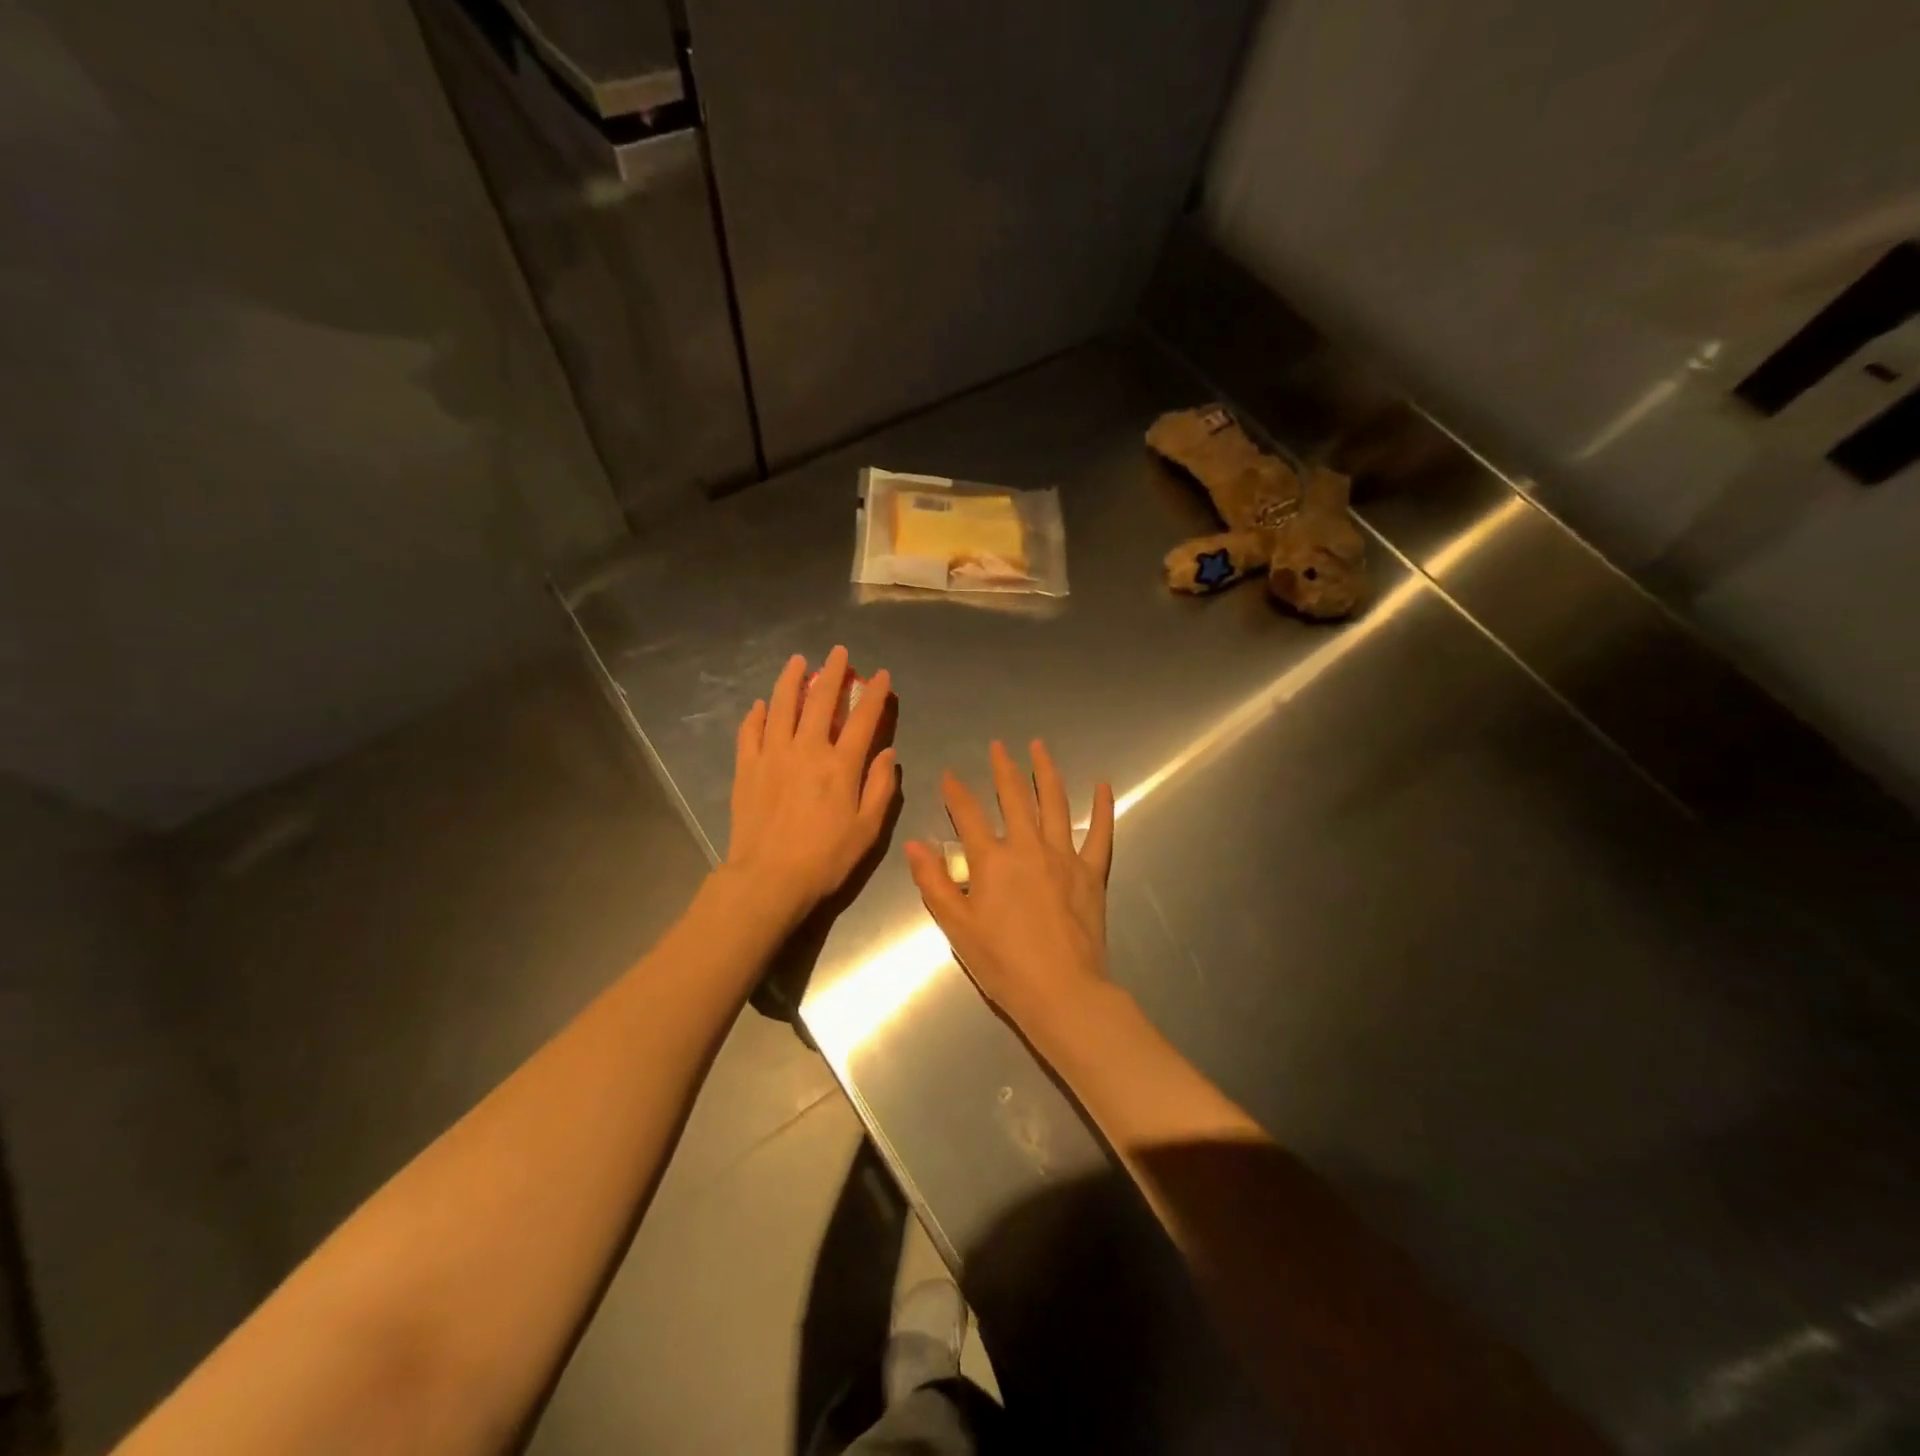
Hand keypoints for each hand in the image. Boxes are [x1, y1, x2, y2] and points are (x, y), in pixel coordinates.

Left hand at [726, 647, 896, 923]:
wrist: (768, 878)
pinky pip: (750, 732)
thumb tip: (886, 753)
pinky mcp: (747, 768)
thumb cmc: (825, 858)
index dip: (875, 694)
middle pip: (820, 701)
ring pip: (782, 706)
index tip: (881, 676)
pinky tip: (762, 705)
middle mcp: (806, 750)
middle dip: (832, 673)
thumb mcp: (868, 829)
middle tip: (839, 653)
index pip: (862, 719)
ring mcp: (772, 755)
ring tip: (798, 662)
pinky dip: (757, 715)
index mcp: (840, 765)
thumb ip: (880, 787)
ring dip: (791, 680)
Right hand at [905, 739, 1114, 1032]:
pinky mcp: (1092, 872)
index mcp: (991, 861)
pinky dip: (1104, 807)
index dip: (956, 792)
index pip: (968, 815)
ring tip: (1039, 747)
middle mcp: (1027, 847)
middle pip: (1014, 798)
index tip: (950, 775)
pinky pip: (1101, 833)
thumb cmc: (1002, 963)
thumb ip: (933, 882)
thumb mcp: (956, 926)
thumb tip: (913, 844)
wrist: (1060, 991)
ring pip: (1055, 803)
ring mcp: (1064, 856)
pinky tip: (1103, 785)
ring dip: (1046, 772)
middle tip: (998, 746)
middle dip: (1003, 769)